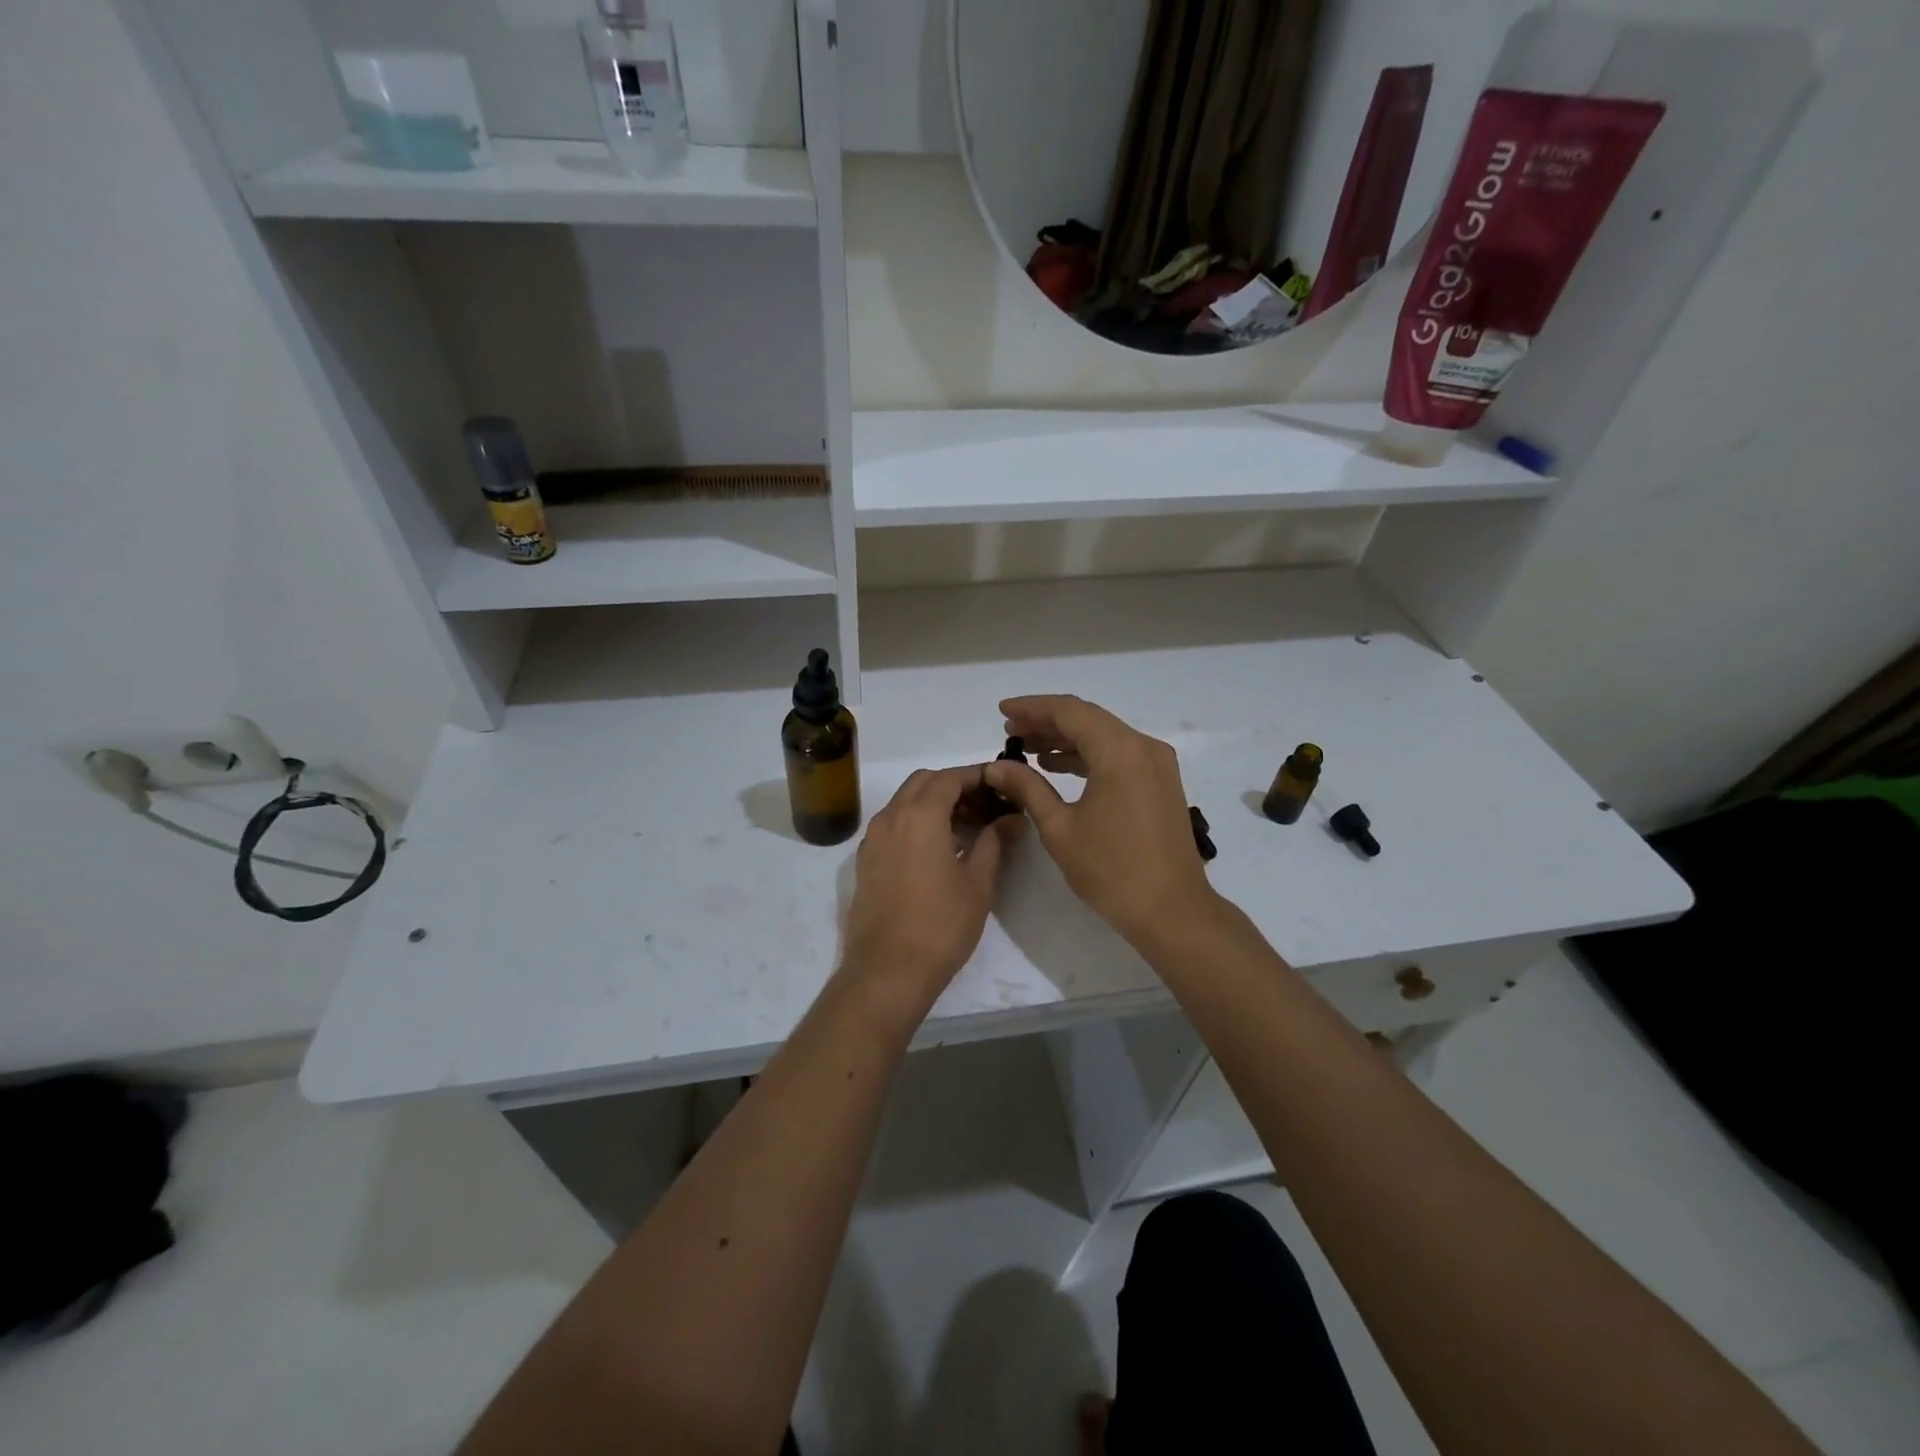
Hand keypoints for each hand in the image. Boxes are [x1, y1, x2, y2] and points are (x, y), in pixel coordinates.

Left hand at [840, 766, 1024, 1016]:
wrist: (887, 971)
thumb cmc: (940, 925)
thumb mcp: (978, 883)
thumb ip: (995, 842)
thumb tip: (1014, 819)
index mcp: (919, 815)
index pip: (950, 777)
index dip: (977, 776)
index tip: (1001, 784)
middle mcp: (890, 817)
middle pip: (923, 783)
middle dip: (954, 785)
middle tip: (985, 806)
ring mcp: (873, 839)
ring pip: (904, 802)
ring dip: (933, 803)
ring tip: (965, 827)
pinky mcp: (865, 861)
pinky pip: (892, 825)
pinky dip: (915, 822)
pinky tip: (937, 849)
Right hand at [985, 695, 1216, 946]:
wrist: (1171, 911)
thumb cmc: (1111, 870)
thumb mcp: (1059, 828)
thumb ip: (1027, 788)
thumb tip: (997, 767)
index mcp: (1120, 751)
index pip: (1070, 711)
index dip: (1032, 708)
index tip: (1002, 711)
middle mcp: (1143, 747)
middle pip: (1088, 719)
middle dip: (1047, 722)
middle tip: (1010, 731)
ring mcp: (1156, 764)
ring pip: (1104, 736)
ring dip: (1066, 739)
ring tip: (1028, 748)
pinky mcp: (1160, 783)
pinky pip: (1118, 755)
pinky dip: (1088, 756)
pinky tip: (1058, 767)